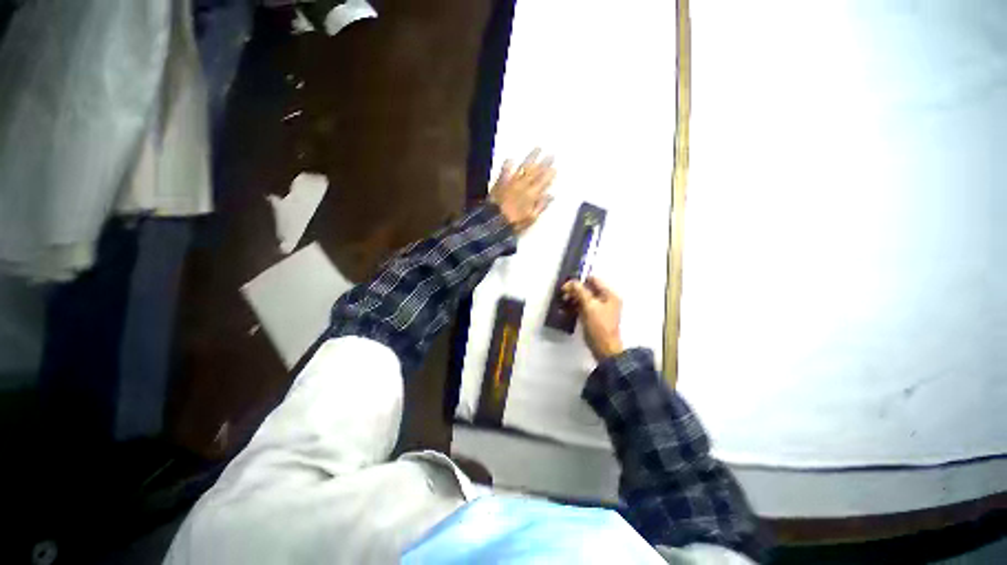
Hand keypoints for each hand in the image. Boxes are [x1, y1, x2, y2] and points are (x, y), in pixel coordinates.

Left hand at [489, 149, 555, 232]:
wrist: (494, 221)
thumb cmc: (514, 223)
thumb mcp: (531, 218)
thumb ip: (541, 206)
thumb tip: (550, 196)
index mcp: (532, 195)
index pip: (544, 182)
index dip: (550, 175)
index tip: (555, 168)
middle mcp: (523, 186)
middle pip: (536, 172)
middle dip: (544, 162)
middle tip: (551, 154)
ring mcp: (511, 183)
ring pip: (523, 167)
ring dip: (531, 157)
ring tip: (537, 149)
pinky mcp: (500, 183)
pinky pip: (505, 170)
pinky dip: (508, 164)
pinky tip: (511, 158)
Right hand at [562, 276, 624, 361]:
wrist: (604, 349)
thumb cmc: (599, 327)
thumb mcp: (589, 306)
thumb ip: (580, 291)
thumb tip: (571, 282)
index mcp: (609, 295)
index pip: (593, 280)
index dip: (579, 281)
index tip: (567, 286)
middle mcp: (607, 300)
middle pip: (588, 289)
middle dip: (575, 291)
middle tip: (564, 295)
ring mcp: (600, 309)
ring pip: (584, 298)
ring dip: (573, 299)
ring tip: (563, 303)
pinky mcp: (594, 317)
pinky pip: (583, 307)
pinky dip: (575, 307)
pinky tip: (566, 310)